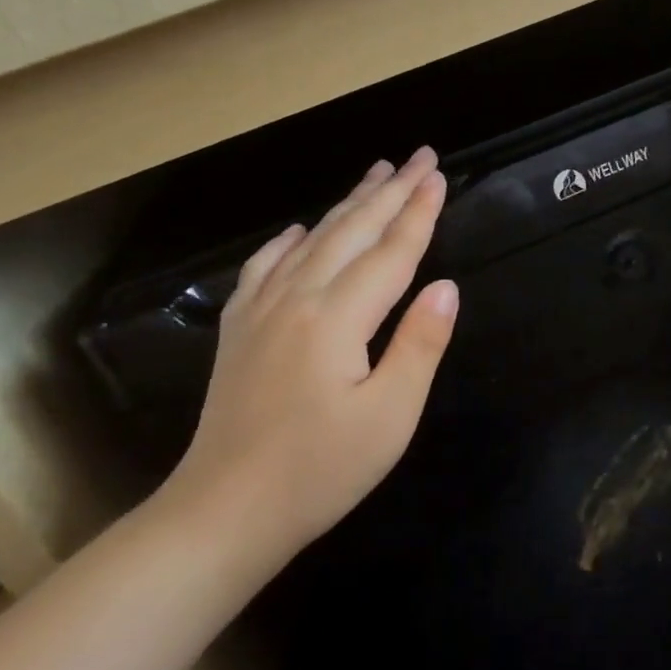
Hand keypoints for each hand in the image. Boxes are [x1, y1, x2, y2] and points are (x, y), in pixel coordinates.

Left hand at [151, 147, 458, 589]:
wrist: (224, 512)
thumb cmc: (320, 471)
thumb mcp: (390, 416)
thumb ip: (420, 344)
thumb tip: (446, 286)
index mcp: (337, 318)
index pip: (391, 253)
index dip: (419, 213)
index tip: (439, 175)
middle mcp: (297, 299)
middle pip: (352, 232)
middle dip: (390, 192)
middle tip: (418, 157)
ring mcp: (260, 311)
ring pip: (311, 240)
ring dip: (347, 204)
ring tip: (375, 174)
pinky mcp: (239, 330)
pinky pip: (264, 267)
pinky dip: (287, 241)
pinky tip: (297, 229)